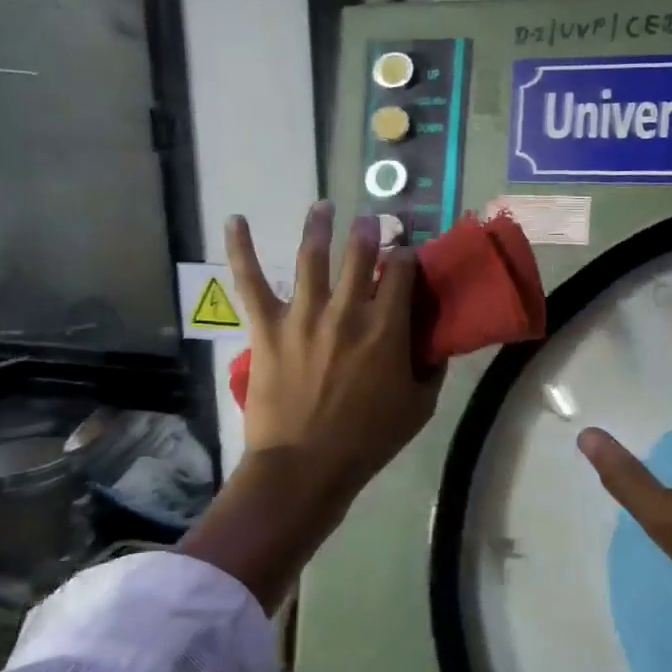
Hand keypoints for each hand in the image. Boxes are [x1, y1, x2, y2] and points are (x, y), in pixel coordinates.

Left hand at [227, 202, 441, 512]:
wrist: (306, 464)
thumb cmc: (368, 440)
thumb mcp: (419, 407)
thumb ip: (431, 369)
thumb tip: (435, 344)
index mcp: (387, 327)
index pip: (402, 272)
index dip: (408, 256)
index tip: (408, 254)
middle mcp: (348, 310)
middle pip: (360, 253)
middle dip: (369, 231)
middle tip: (371, 220)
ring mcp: (304, 314)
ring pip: (312, 256)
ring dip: (319, 225)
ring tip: (323, 206)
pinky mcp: (268, 327)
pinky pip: (249, 281)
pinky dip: (240, 249)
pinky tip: (236, 220)